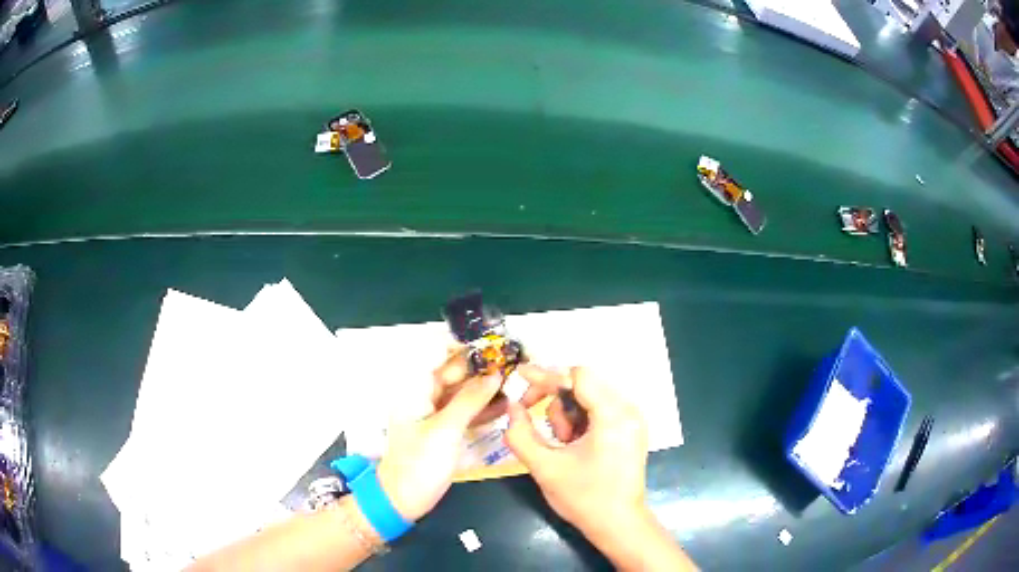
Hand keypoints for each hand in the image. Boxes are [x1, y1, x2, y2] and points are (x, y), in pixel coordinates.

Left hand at [375, 359, 502, 521]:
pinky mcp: (445, 430)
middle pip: (454, 372)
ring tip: (516, 380)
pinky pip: (466, 411)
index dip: (464, 346)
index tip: (493, 342)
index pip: (439, 355)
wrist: (404, 498)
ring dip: (486, 387)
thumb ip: (470, 400)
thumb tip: (495, 375)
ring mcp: (435, 413)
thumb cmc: (420, 462)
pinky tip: (506, 404)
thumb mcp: (446, 429)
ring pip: (463, 392)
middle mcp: (425, 396)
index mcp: (416, 388)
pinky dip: (483, 407)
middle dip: (481, 366)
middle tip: (513, 362)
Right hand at [503, 366, 650, 538]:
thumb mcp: (545, 467)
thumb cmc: (583, 498)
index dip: (546, 375)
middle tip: (532, 417)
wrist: (618, 524)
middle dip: (555, 400)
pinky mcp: (630, 430)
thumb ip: (521, 434)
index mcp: (613, 415)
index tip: (519, 376)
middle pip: (584, 384)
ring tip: (560, 444)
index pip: (578, 376)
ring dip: (567, 414)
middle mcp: (628, 410)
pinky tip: (572, 444)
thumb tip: (512, 407)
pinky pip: (599, 410)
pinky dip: (580, 421)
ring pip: (589, 397)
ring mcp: (632, 420)